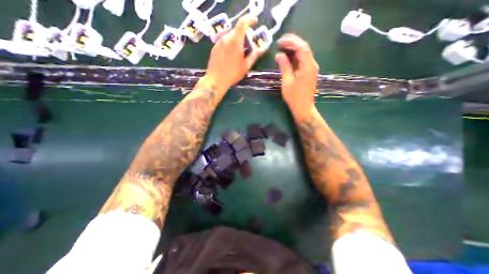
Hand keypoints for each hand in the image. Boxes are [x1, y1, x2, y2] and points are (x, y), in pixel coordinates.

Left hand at [202, 15, 263, 92]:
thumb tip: (262, 49)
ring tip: (239, 52)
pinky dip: (230, 45)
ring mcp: (219, 43)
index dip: (250, 19)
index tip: (255, 22)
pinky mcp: (214, 48)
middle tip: (248, 45)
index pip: (243, 22)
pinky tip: (231, 56)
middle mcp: (226, 38)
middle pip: (236, 30)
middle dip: (244, 34)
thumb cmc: (232, 74)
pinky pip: (224, 42)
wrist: (215, 80)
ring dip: (236, 40)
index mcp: (235, 41)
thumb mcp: (245, 66)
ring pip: (230, 36)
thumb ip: (254, 56)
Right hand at [274, 33, 317, 119]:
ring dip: (294, 48)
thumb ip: (284, 66)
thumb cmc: (294, 97)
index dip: (290, 42)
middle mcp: (312, 64)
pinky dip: (296, 56)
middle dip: (292, 42)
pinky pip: (304, 60)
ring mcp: (312, 68)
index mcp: (307, 66)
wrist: (303, 108)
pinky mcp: (310, 72)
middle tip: (280, 42)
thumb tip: (279, 54)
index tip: (279, 42)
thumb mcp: (287, 81)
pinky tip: (289, 57)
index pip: (301, 47)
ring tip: (282, 47)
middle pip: (304, 48)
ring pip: (304, 53)